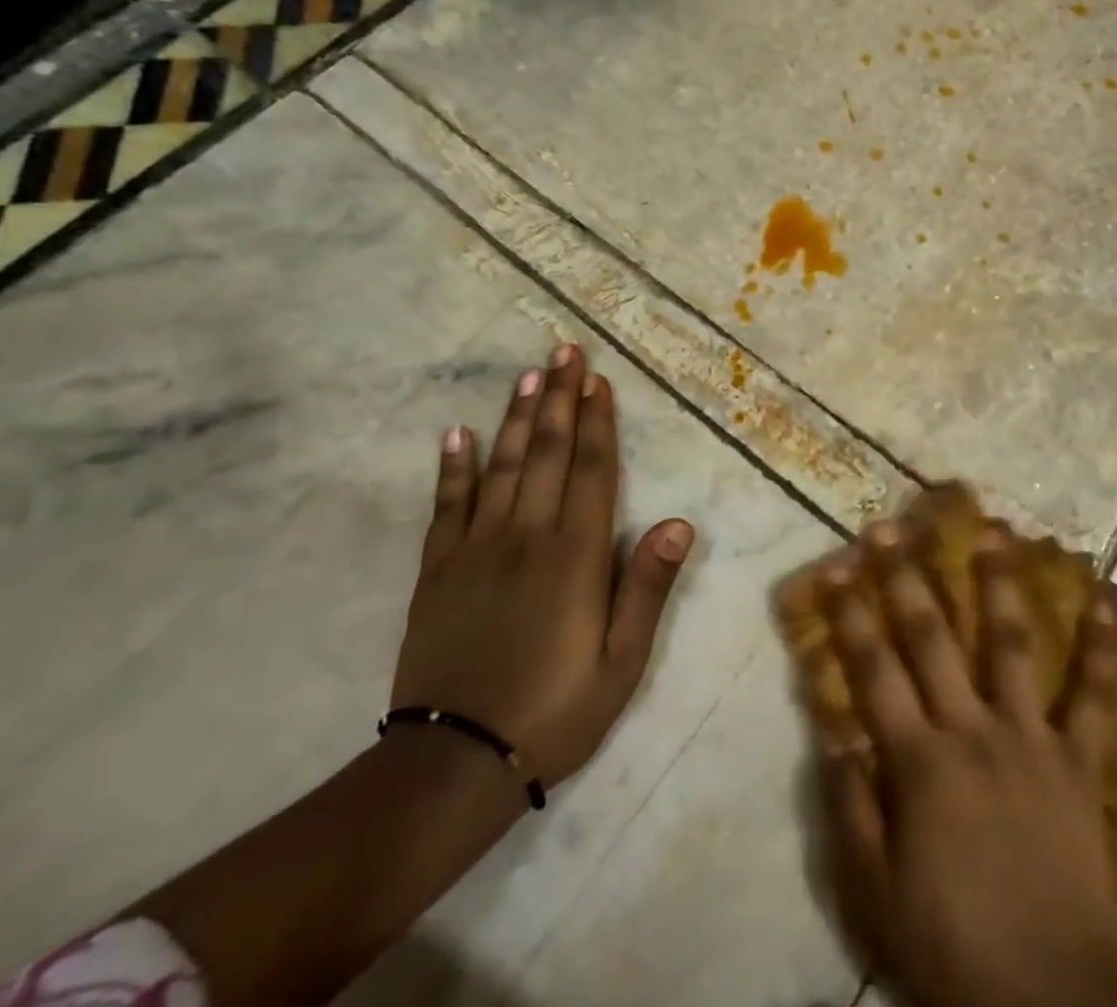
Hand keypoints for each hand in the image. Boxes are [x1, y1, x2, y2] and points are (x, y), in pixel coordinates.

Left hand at [391, 344, 693, 788]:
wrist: (452, 766)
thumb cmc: (554, 712)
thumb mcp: (622, 663)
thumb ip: (647, 588)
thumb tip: (679, 523)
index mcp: (575, 557)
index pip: (591, 471)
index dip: (597, 422)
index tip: (598, 381)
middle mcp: (526, 538)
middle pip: (546, 453)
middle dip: (559, 399)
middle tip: (565, 351)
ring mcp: (476, 551)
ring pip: (500, 467)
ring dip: (516, 417)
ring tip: (528, 375)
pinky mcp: (437, 572)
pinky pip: (447, 507)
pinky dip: (453, 468)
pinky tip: (456, 434)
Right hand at [817, 522, 1116, 1006]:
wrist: (1053, 998)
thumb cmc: (953, 949)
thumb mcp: (875, 897)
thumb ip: (851, 810)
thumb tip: (834, 733)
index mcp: (919, 762)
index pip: (873, 670)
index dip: (851, 615)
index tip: (836, 566)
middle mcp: (972, 729)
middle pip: (932, 639)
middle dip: (907, 577)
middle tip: (892, 526)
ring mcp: (1031, 737)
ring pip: (1012, 643)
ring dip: (1000, 582)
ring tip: (995, 529)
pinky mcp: (1080, 758)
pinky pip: (1095, 695)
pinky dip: (1103, 645)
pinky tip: (1108, 596)